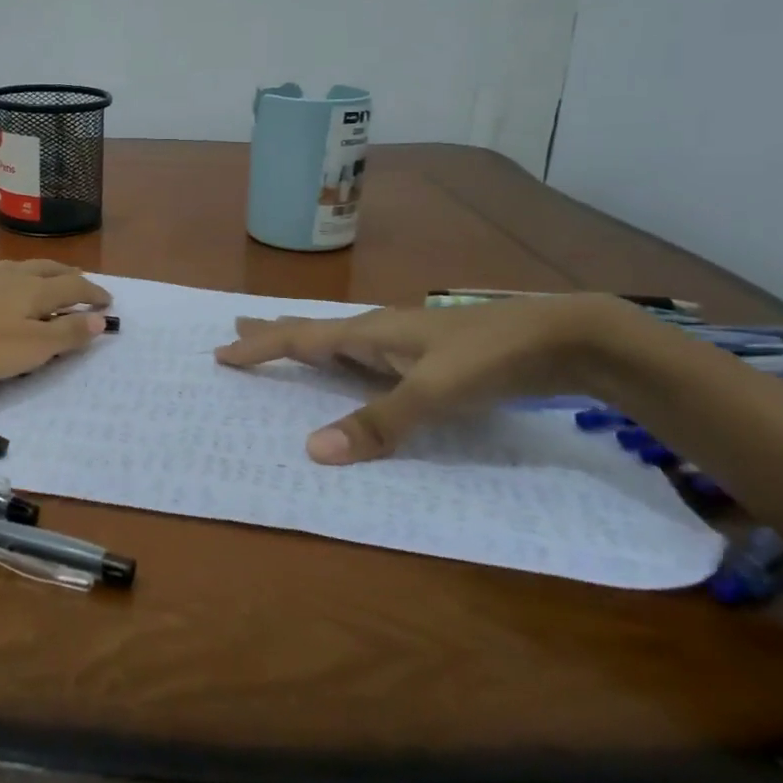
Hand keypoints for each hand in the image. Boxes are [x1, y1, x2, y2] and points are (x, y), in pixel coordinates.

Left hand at [0, 259, 110, 385]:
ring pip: (20, 268)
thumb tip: (100, 319)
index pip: (75, 287)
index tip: (108, 302)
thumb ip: (66, 333)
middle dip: (71, 277)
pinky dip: (7, 280)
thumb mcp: (30, 349)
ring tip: (46, 280)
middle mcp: (13, 275)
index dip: (94, 294)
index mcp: (36, 291)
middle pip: (50, 269)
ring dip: (41, 273)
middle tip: (83, 284)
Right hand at [213, 294, 630, 463]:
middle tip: (236, 330)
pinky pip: (364, 358)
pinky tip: (350, 368)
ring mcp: (404, 342)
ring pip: (339, 343)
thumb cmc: (491, 358)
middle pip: (313, 331)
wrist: (562, 336)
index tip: (221, 353)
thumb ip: (378, 422)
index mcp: (370, 333)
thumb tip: (313, 451)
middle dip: (274, 334)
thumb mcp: (435, 393)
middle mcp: (379, 332)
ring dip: (305, 345)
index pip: (300, 339)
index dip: (260, 347)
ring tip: (281, 345)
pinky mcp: (427, 355)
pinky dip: (340, 363)